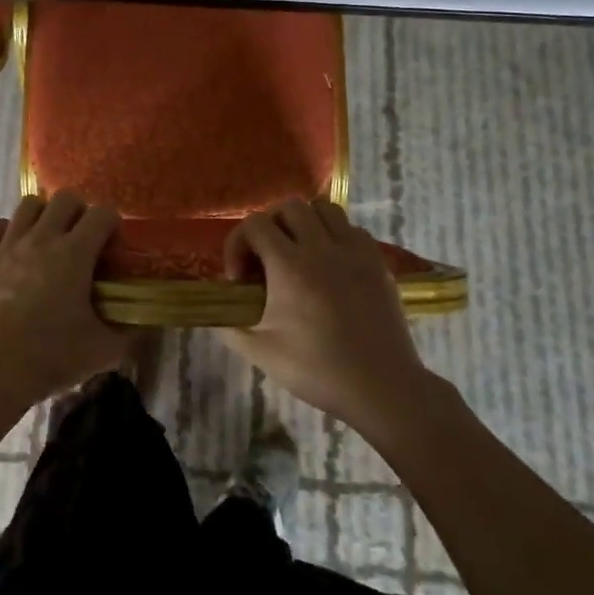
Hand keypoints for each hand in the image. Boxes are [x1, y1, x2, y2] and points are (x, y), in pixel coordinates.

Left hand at [0, 192, 129, 410]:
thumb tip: (143, 326)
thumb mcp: (103, 351)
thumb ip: (129, 334)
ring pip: (28, 204)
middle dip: (79, 212)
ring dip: (43, 216)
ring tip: (47, 239)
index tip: (111, 245)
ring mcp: (7, 244)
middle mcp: (41, 238)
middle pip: (65, 198)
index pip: (102, 214)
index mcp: (74, 254)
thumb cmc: (50, 358)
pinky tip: (11, 249)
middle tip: (81, 239)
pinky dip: (5, 230)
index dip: (111, 225)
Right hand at [218, 198, 430, 433]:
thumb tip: (211, 312)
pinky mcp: (378, 262)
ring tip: (300, 253)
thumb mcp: (261, 353)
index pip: (255, 224)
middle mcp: (322, 247)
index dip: (238, 244)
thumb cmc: (317, 370)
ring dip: (305, 223)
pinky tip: (331, 266)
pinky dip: (336, 237)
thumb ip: (228, 326)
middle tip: (267, 258)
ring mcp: (355, 251)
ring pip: (325, 210)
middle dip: (270, 225)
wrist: (382, 387)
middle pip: (290, 207)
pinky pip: (352, 230)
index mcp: (290, 266)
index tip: (240, 279)